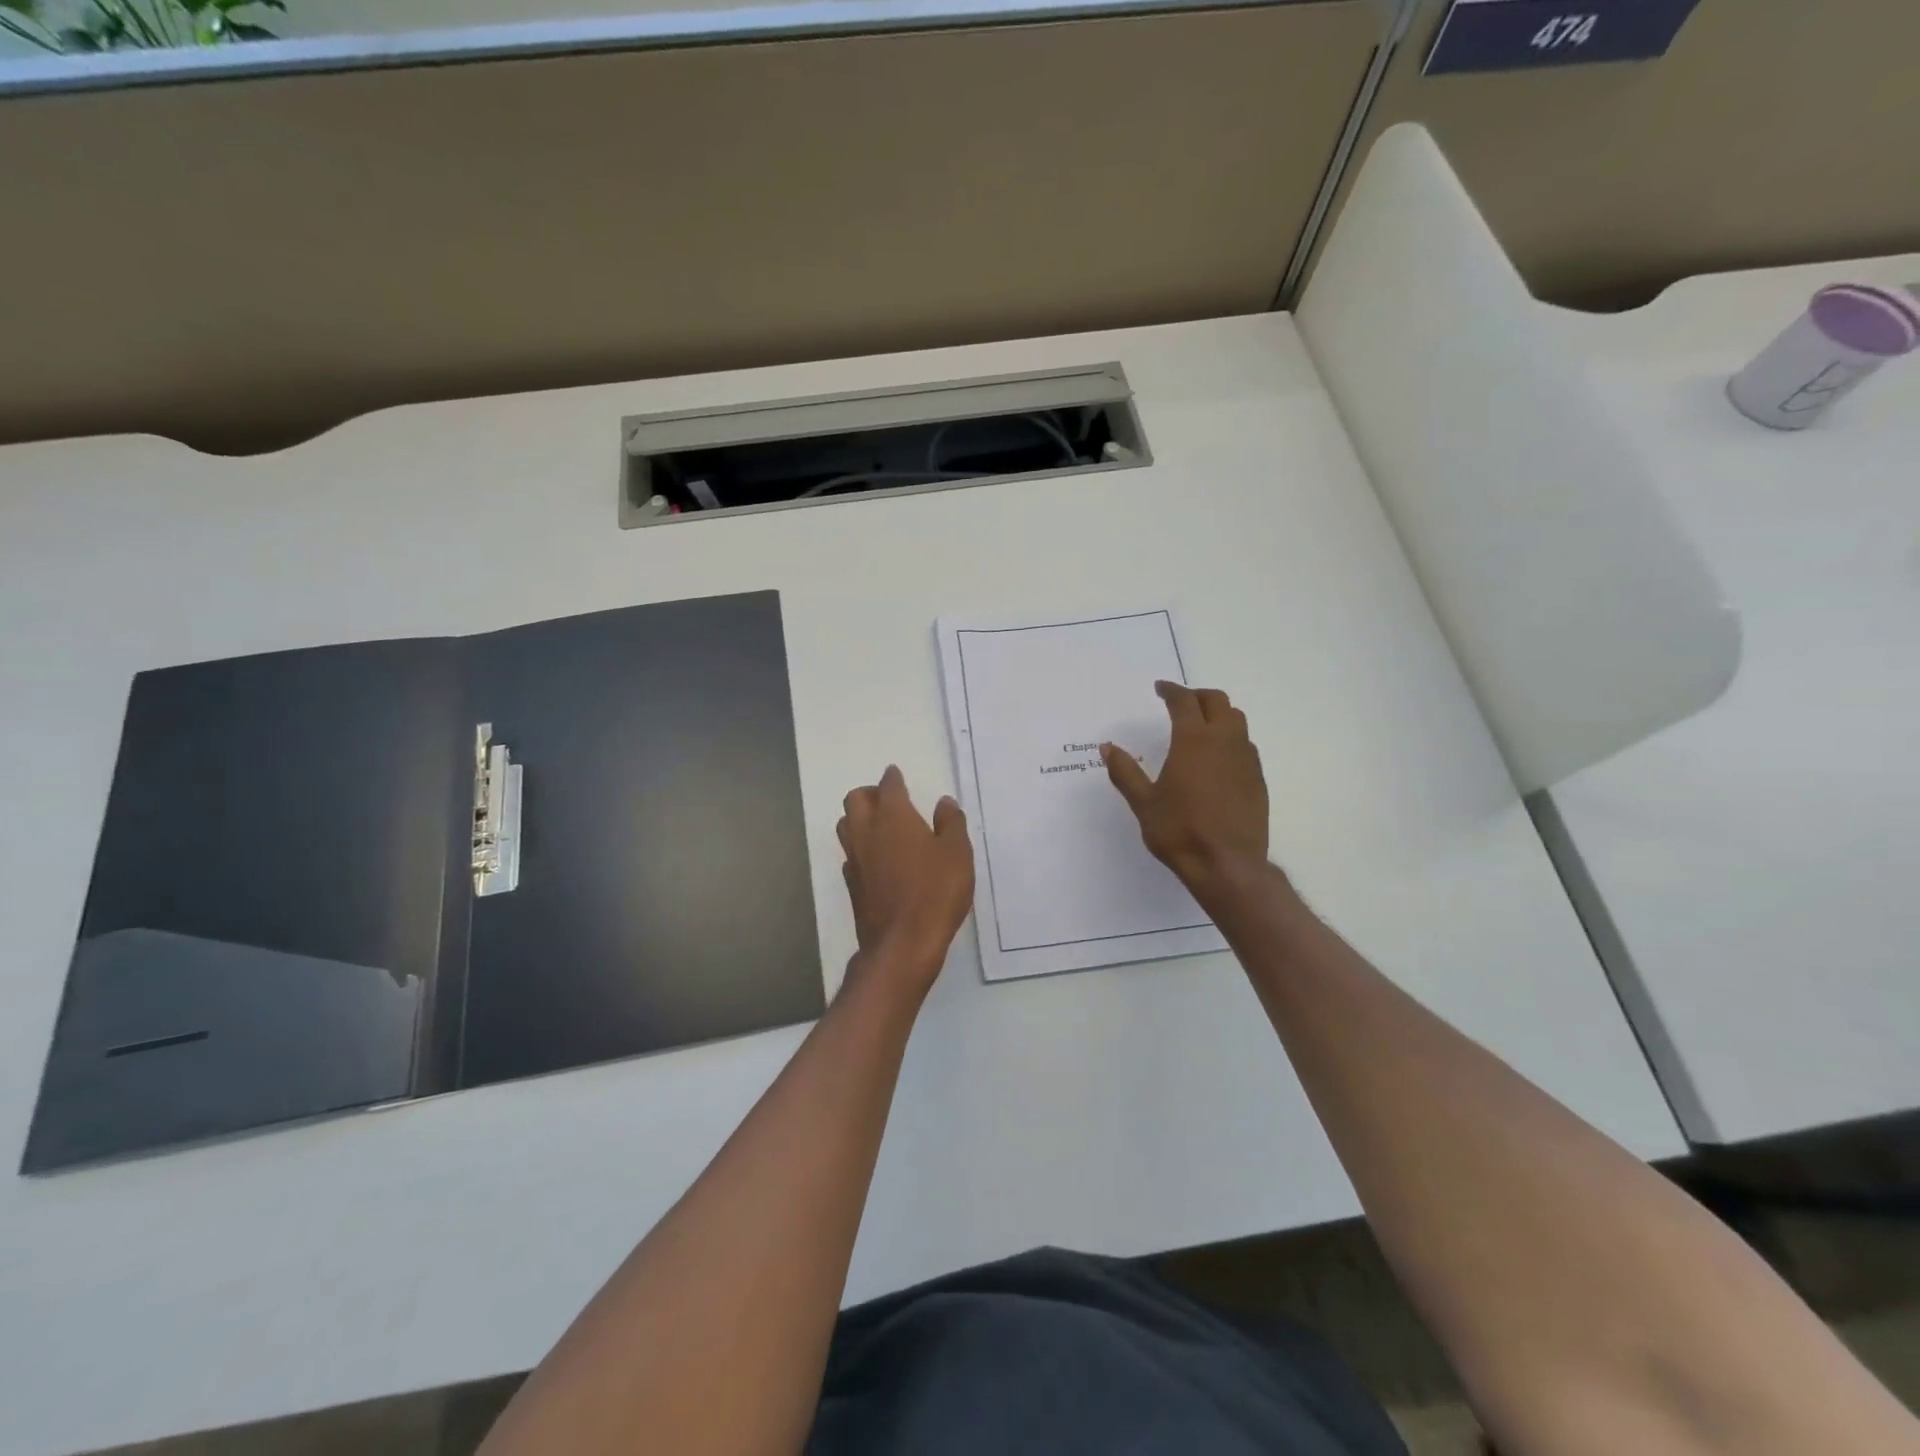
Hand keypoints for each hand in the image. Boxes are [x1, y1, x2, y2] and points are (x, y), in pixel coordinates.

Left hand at [836, 766, 974, 1001]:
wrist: (903, 943)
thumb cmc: (935, 891)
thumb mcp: (957, 853)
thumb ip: (951, 823)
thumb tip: (944, 802)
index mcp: (893, 817)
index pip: (888, 786)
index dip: (893, 778)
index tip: (896, 774)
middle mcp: (867, 831)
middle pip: (855, 799)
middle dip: (870, 794)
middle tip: (889, 801)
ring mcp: (854, 858)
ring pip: (846, 825)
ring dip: (859, 819)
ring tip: (881, 827)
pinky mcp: (851, 884)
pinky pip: (850, 854)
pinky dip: (860, 849)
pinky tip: (877, 860)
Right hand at [1103, 681, 1269, 898]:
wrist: (1228, 865)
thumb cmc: (1180, 831)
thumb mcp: (1143, 802)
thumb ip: (1125, 771)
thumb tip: (1107, 747)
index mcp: (1194, 741)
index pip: (1184, 701)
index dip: (1171, 690)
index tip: (1160, 688)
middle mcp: (1224, 741)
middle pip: (1217, 701)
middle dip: (1197, 696)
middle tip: (1180, 702)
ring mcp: (1246, 760)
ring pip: (1236, 720)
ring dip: (1218, 714)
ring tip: (1200, 726)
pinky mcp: (1257, 779)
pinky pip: (1245, 745)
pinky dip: (1230, 738)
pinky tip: (1216, 759)